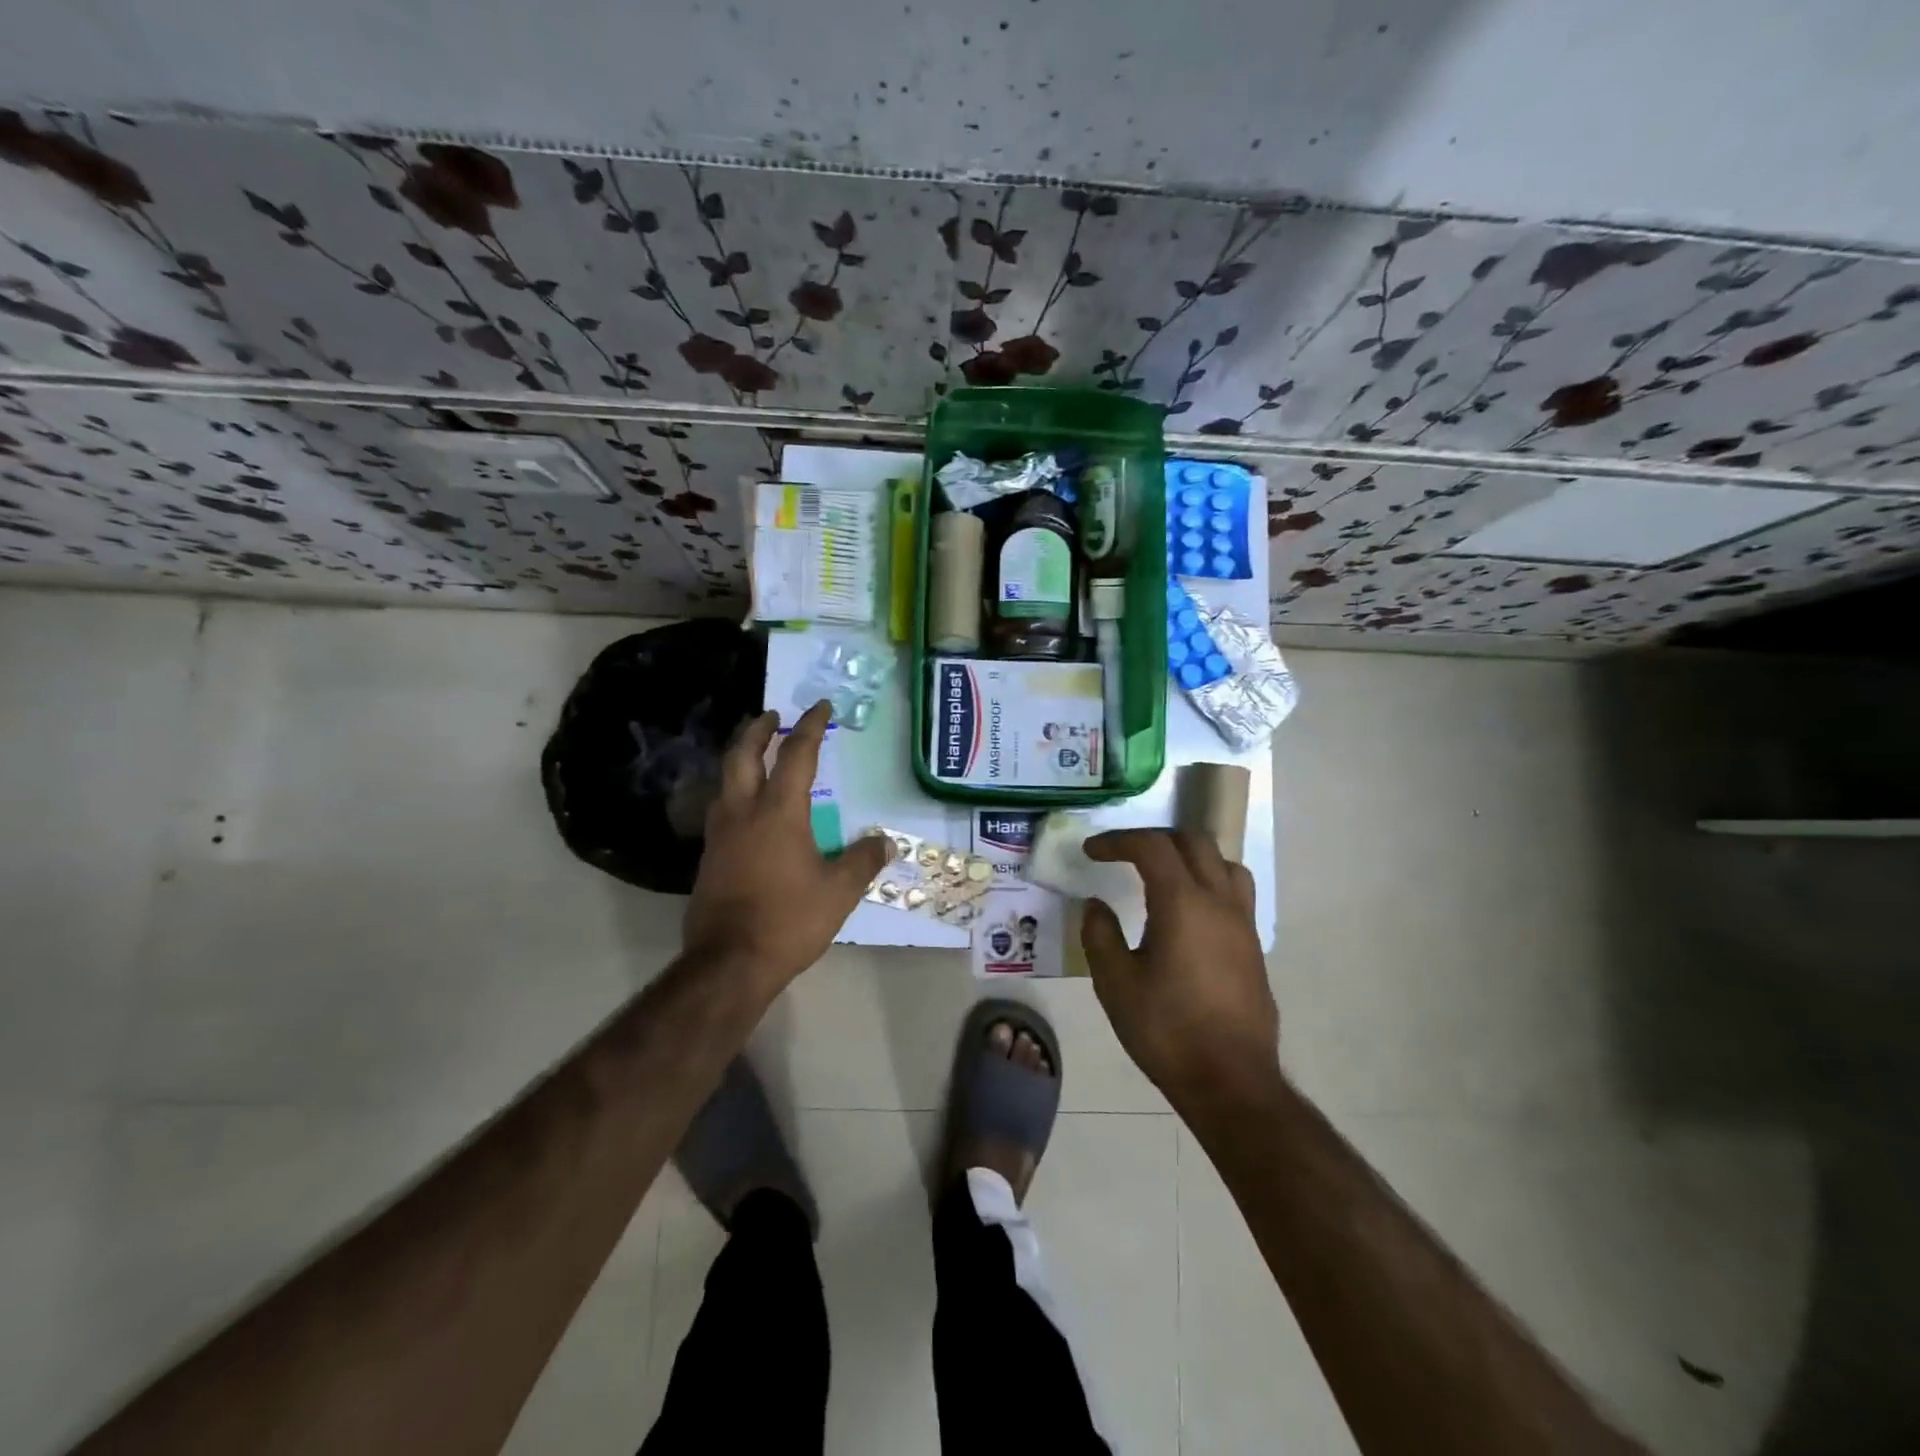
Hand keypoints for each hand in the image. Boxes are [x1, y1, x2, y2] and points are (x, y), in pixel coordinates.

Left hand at [684, 700, 891, 992]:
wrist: (729, 962)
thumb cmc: (788, 920)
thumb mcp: (839, 891)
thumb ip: (863, 860)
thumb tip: (887, 841)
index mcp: (779, 812)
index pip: (795, 754)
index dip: (810, 727)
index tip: (820, 707)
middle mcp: (744, 812)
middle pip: (742, 755)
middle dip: (757, 730)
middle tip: (771, 716)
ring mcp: (720, 834)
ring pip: (724, 780)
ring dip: (739, 758)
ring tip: (754, 755)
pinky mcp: (709, 857)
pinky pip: (720, 809)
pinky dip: (733, 792)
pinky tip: (745, 809)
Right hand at [1080, 829, 1279, 1108]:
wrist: (1230, 1081)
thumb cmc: (1167, 1030)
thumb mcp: (1116, 984)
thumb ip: (1100, 935)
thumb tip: (1096, 905)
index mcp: (1183, 903)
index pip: (1152, 846)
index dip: (1118, 841)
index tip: (1092, 852)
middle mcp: (1219, 902)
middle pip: (1193, 841)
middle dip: (1154, 839)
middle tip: (1123, 855)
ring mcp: (1243, 923)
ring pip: (1223, 863)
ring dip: (1189, 856)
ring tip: (1162, 875)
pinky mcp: (1253, 946)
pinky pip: (1234, 892)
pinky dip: (1208, 882)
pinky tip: (1187, 913)